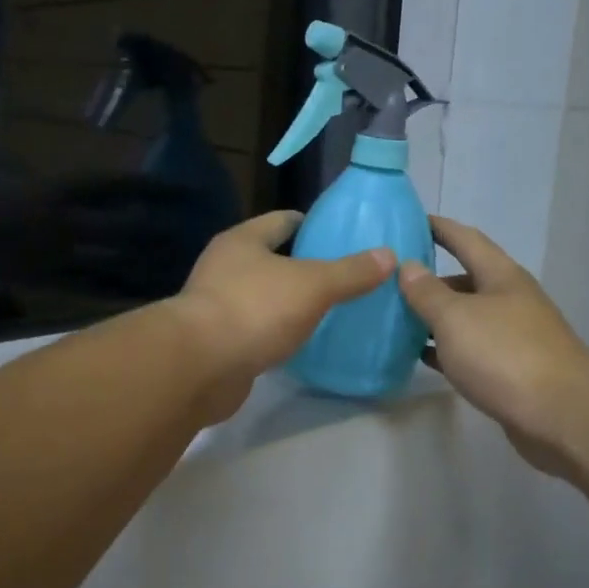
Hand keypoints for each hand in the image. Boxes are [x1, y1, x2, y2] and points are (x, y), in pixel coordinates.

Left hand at [173, 211, 395, 419]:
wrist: (200, 367)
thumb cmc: (255, 310)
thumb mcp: (313, 285)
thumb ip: (350, 272)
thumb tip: (388, 255)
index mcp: (242, 241)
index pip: (282, 220)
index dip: (312, 224)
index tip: (342, 236)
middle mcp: (224, 267)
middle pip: (271, 258)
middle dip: (304, 266)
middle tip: (344, 276)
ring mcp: (217, 306)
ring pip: (262, 296)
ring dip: (289, 302)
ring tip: (328, 309)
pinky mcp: (217, 342)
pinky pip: (255, 329)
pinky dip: (276, 333)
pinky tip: (301, 342)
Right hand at [398, 215, 588, 473]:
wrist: (560, 414)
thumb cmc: (504, 354)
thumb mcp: (455, 318)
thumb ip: (428, 292)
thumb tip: (409, 266)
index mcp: (501, 277)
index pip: (466, 239)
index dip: (439, 228)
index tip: (410, 221)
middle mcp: (511, 300)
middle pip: (467, 280)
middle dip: (432, 280)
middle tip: (393, 282)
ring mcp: (515, 336)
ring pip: (468, 318)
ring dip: (437, 317)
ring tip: (399, 319)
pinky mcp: (513, 370)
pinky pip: (472, 350)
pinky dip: (447, 349)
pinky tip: (423, 356)